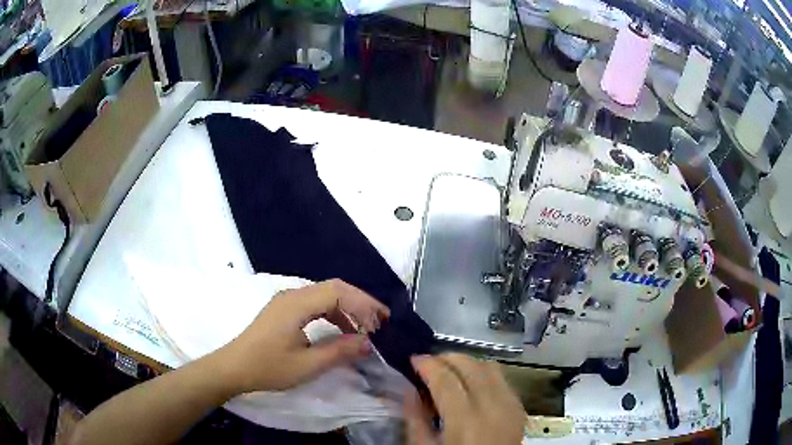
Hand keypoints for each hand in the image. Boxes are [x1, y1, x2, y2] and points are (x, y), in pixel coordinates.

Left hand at [216, 279, 389, 392]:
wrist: (234, 368)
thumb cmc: (268, 367)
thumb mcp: (307, 365)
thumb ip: (339, 351)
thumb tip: (368, 343)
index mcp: (296, 304)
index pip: (338, 292)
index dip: (363, 304)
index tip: (381, 323)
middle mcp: (292, 295)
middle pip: (333, 288)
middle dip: (360, 302)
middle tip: (380, 320)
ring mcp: (286, 301)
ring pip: (325, 294)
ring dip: (347, 307)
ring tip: (365, 327)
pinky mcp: (284, 310)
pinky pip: (314, 303)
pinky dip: (333, 313)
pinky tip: (341, 329)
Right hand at [405, 354, 524, 444]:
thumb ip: (415, 419)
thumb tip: (410, 389)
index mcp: (465, 420)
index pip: (446, 378)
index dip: (427, 364)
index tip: (413, 359)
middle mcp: (493, 406)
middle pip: (471, 365)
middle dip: (446, 358)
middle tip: (429, 365)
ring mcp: (511, 405)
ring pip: (490, 366)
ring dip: (466, 363)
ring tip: (449, 372)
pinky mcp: (519, 407)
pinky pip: (503, 379)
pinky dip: (484, 373)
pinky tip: (471, 385)